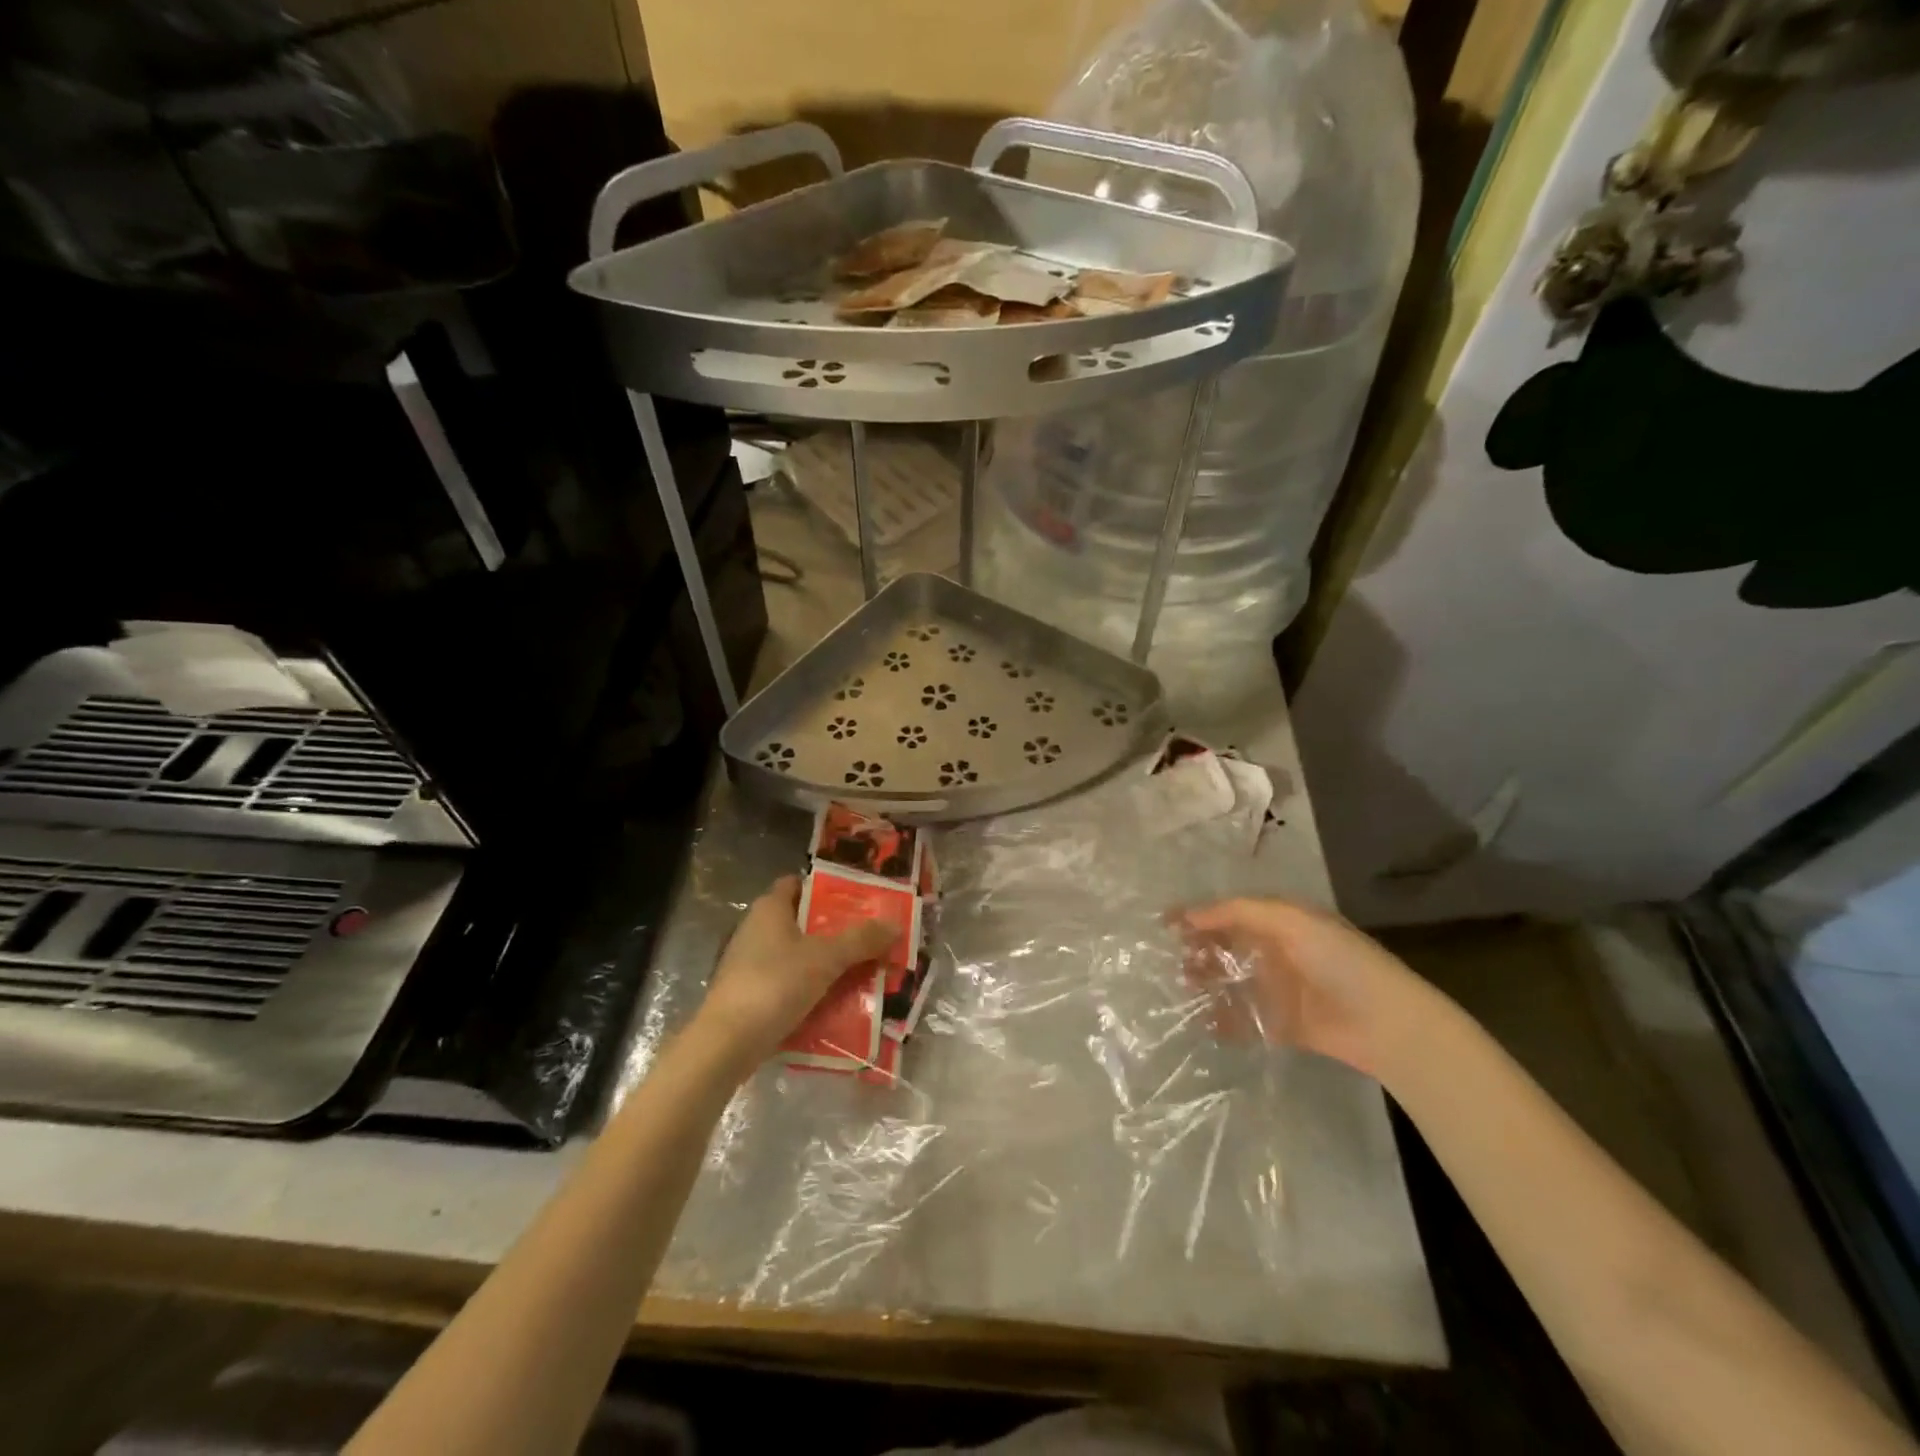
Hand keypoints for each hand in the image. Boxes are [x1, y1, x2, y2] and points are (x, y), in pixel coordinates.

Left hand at [695, 875, 898, 1071]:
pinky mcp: (749, 995)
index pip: (797, 884)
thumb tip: (895, 925)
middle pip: (802, 921)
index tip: (857, 898)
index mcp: (769, 909)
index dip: (825, 888)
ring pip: (797, 956)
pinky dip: (810, 989)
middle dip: (835, 930)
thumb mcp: (826, 958)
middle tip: (870, 936)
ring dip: (826, 963)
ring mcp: (749, 964)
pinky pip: (788, 984)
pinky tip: (837, 1002)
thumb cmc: (775, 984)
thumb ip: (861, 940)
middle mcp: (755, 930)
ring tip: (863, 970)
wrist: (727, 1044)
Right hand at [1173, 897, 1441, 1080]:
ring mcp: (1277, 990)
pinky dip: (1222, 1021)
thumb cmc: (1338, 961)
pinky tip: (1203, 1022)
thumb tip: (1189, 915)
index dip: (1197, 915)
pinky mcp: (1281, 1026)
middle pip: (1225, 947)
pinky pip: (1243, 1020)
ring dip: (1205, 983)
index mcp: (1279, 922)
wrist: (1386, 1023)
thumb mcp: (1289, 921)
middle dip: (1197, 950)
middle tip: (1173, 959)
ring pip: (1230, 982)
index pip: (1228, 912)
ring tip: (1184, 988)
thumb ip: (1237, 913)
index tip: (1163, 923)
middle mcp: (1275, 952)